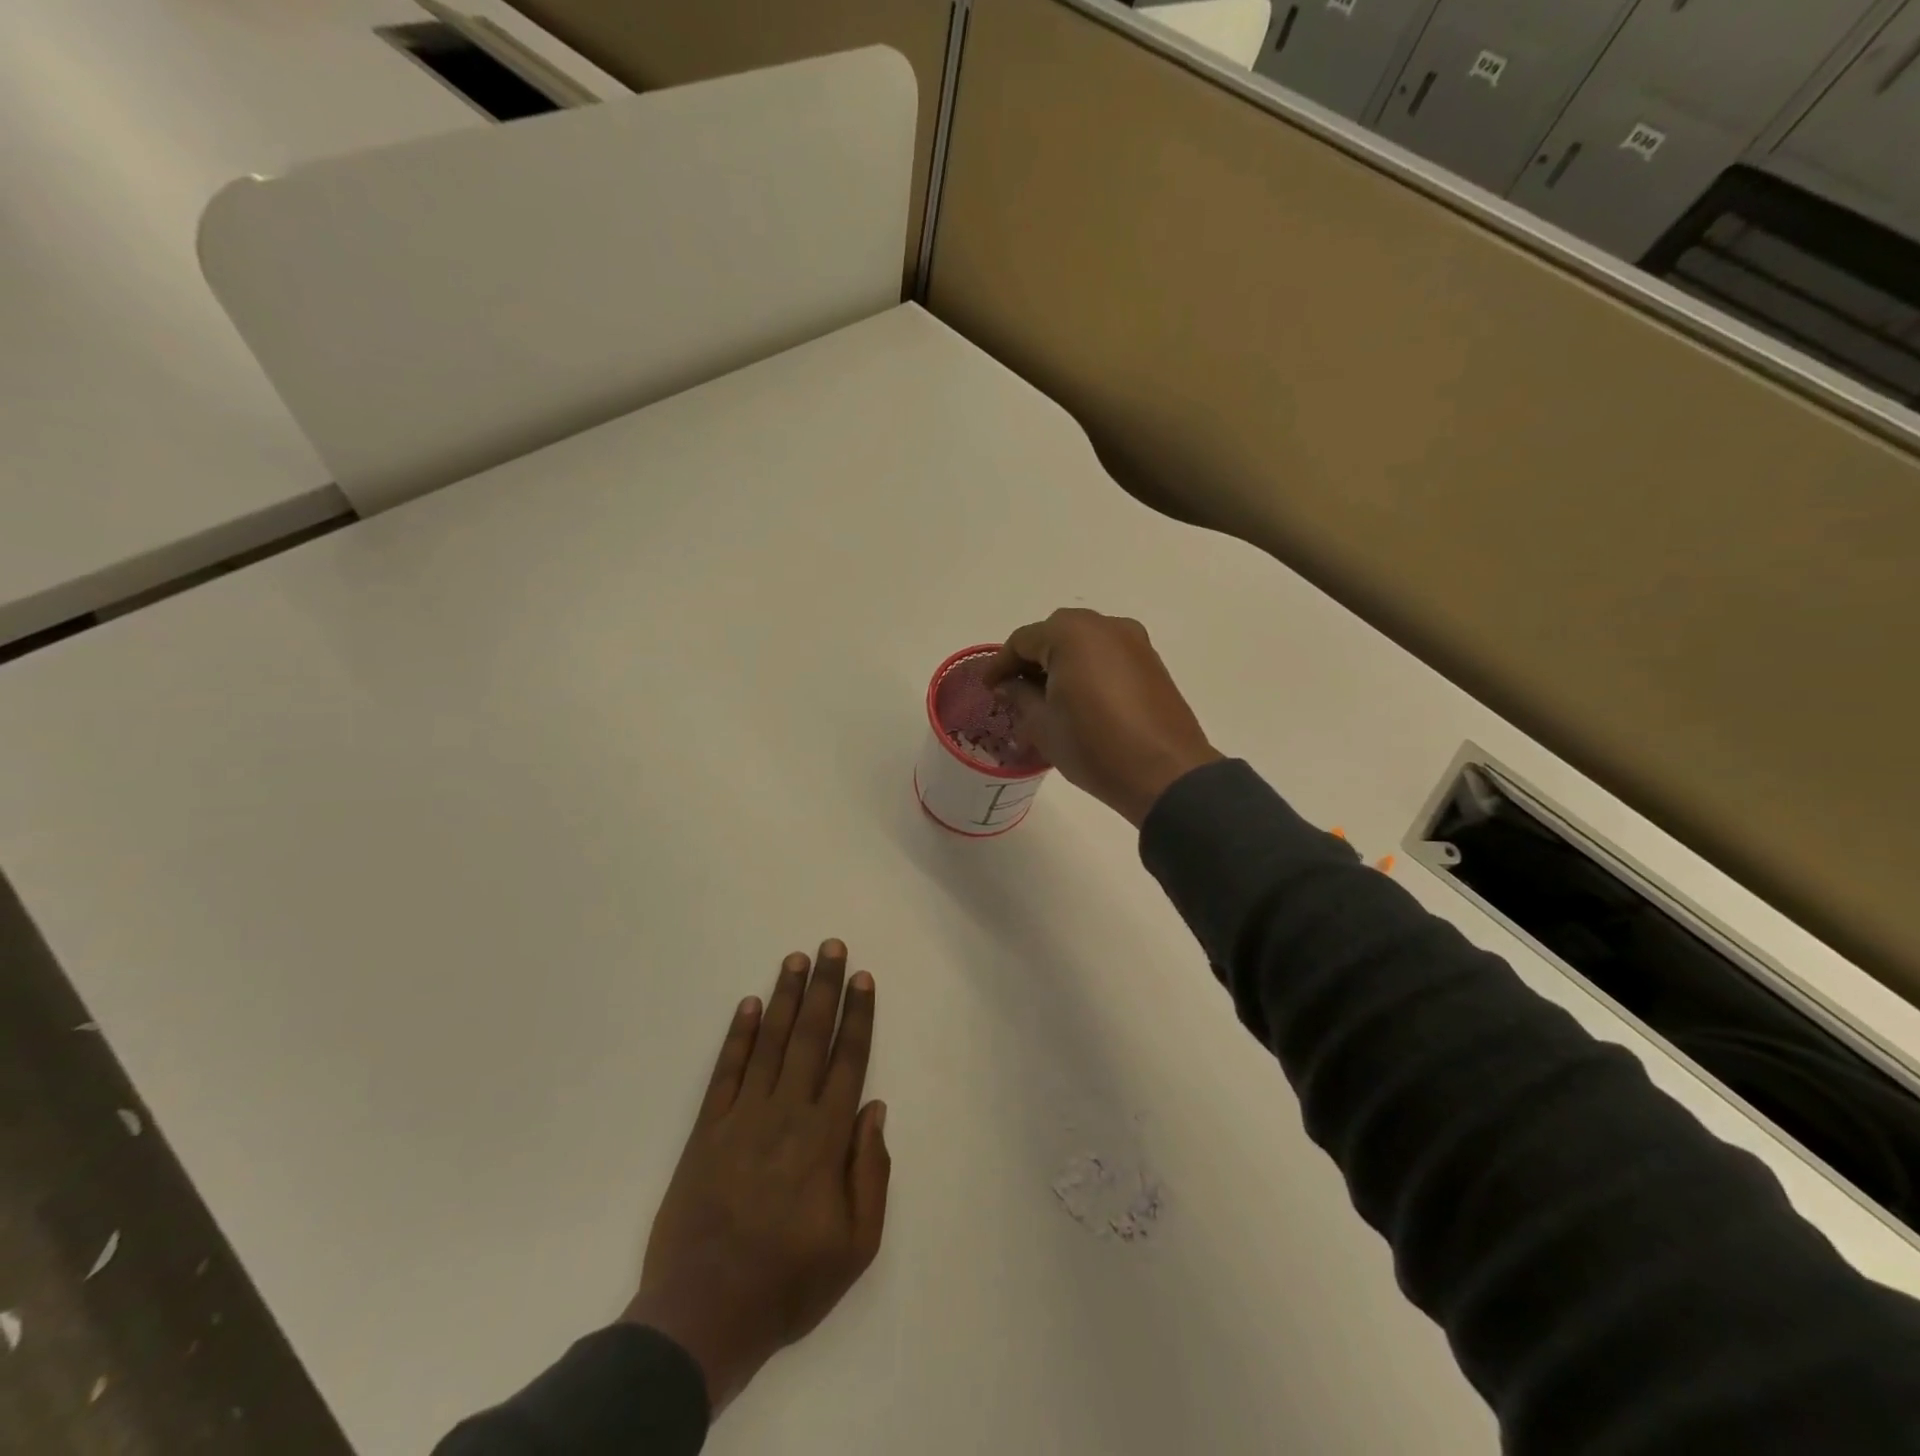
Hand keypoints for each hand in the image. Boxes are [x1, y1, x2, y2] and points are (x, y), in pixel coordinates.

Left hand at [625, 941, 889, 1414]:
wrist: (703, 1315)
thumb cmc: (789, 1282)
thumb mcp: (856, 1246)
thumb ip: (871, 1172)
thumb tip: (875, 1108)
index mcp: (826, 1138)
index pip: (848, 1060)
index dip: (858, 1016)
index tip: (862, 978)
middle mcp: (787, 1113)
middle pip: (811, 1037)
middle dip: (824, 989)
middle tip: (830, 947)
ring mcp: (743, 1116)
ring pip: (770, 1042)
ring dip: (784, 998)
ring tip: (795, 959)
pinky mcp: (706, 1129)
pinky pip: (726, 1071)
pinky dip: (738, 1035)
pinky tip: (748, 1006)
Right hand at [983, 609, 1221, 827]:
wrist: (1165, 774)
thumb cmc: (1093, 746)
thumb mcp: (1043, 724)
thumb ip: (1020, 695)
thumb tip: (1009, 684)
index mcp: (1071, 633)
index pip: (1022, 640)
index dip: (1000, 665)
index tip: (988, 688)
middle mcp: (1104, 625)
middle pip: (1054, 634)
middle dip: (1031, 660)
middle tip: (1014, 691)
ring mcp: (1134, 641)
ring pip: (1084, 643)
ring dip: (1060, 663)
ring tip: (1045, 697)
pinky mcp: (1151, 662)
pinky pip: (1107, 655)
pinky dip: (1087, 669)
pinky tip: (1078, 698)